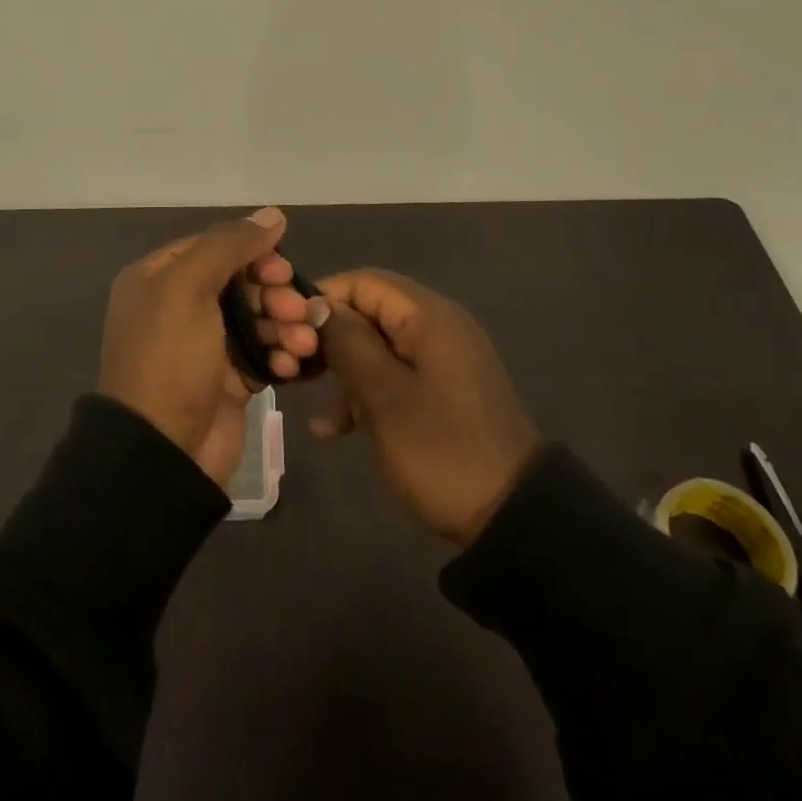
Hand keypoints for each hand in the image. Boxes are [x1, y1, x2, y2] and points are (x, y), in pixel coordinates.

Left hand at [98, 208, 324, 488]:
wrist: (162, 452)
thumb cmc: (169, 357)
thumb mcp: (188, 287)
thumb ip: (230, 245)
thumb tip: (273, 214)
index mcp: (159, 277)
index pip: (215, 247)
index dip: (253, 253)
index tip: (282, 269)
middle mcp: (179, 305)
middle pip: (240, 281)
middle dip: (275, 293)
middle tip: (298, 308)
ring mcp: (205, 344)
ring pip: (257, 316)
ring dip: (286, 324)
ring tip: (304, 342)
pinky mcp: (228, 378)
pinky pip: (263, 352)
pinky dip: (281, 354)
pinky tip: (294, 364)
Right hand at [312, 270, 540, 545]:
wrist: (513, 518)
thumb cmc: (441, 449)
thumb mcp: (385, 397)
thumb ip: (348, 343)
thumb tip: (317, 306)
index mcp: (429, 317)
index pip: (365, 282)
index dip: (324, 298)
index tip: (288, 328)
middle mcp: (438, 327)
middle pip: (371, 312)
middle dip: (331, 337)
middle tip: (294, 365)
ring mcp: (443, 361)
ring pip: (379, 347)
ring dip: (344, 370)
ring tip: (311, 401)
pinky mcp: (444, 392)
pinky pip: (396, 376)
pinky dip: (366, 394)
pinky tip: (334, 430)